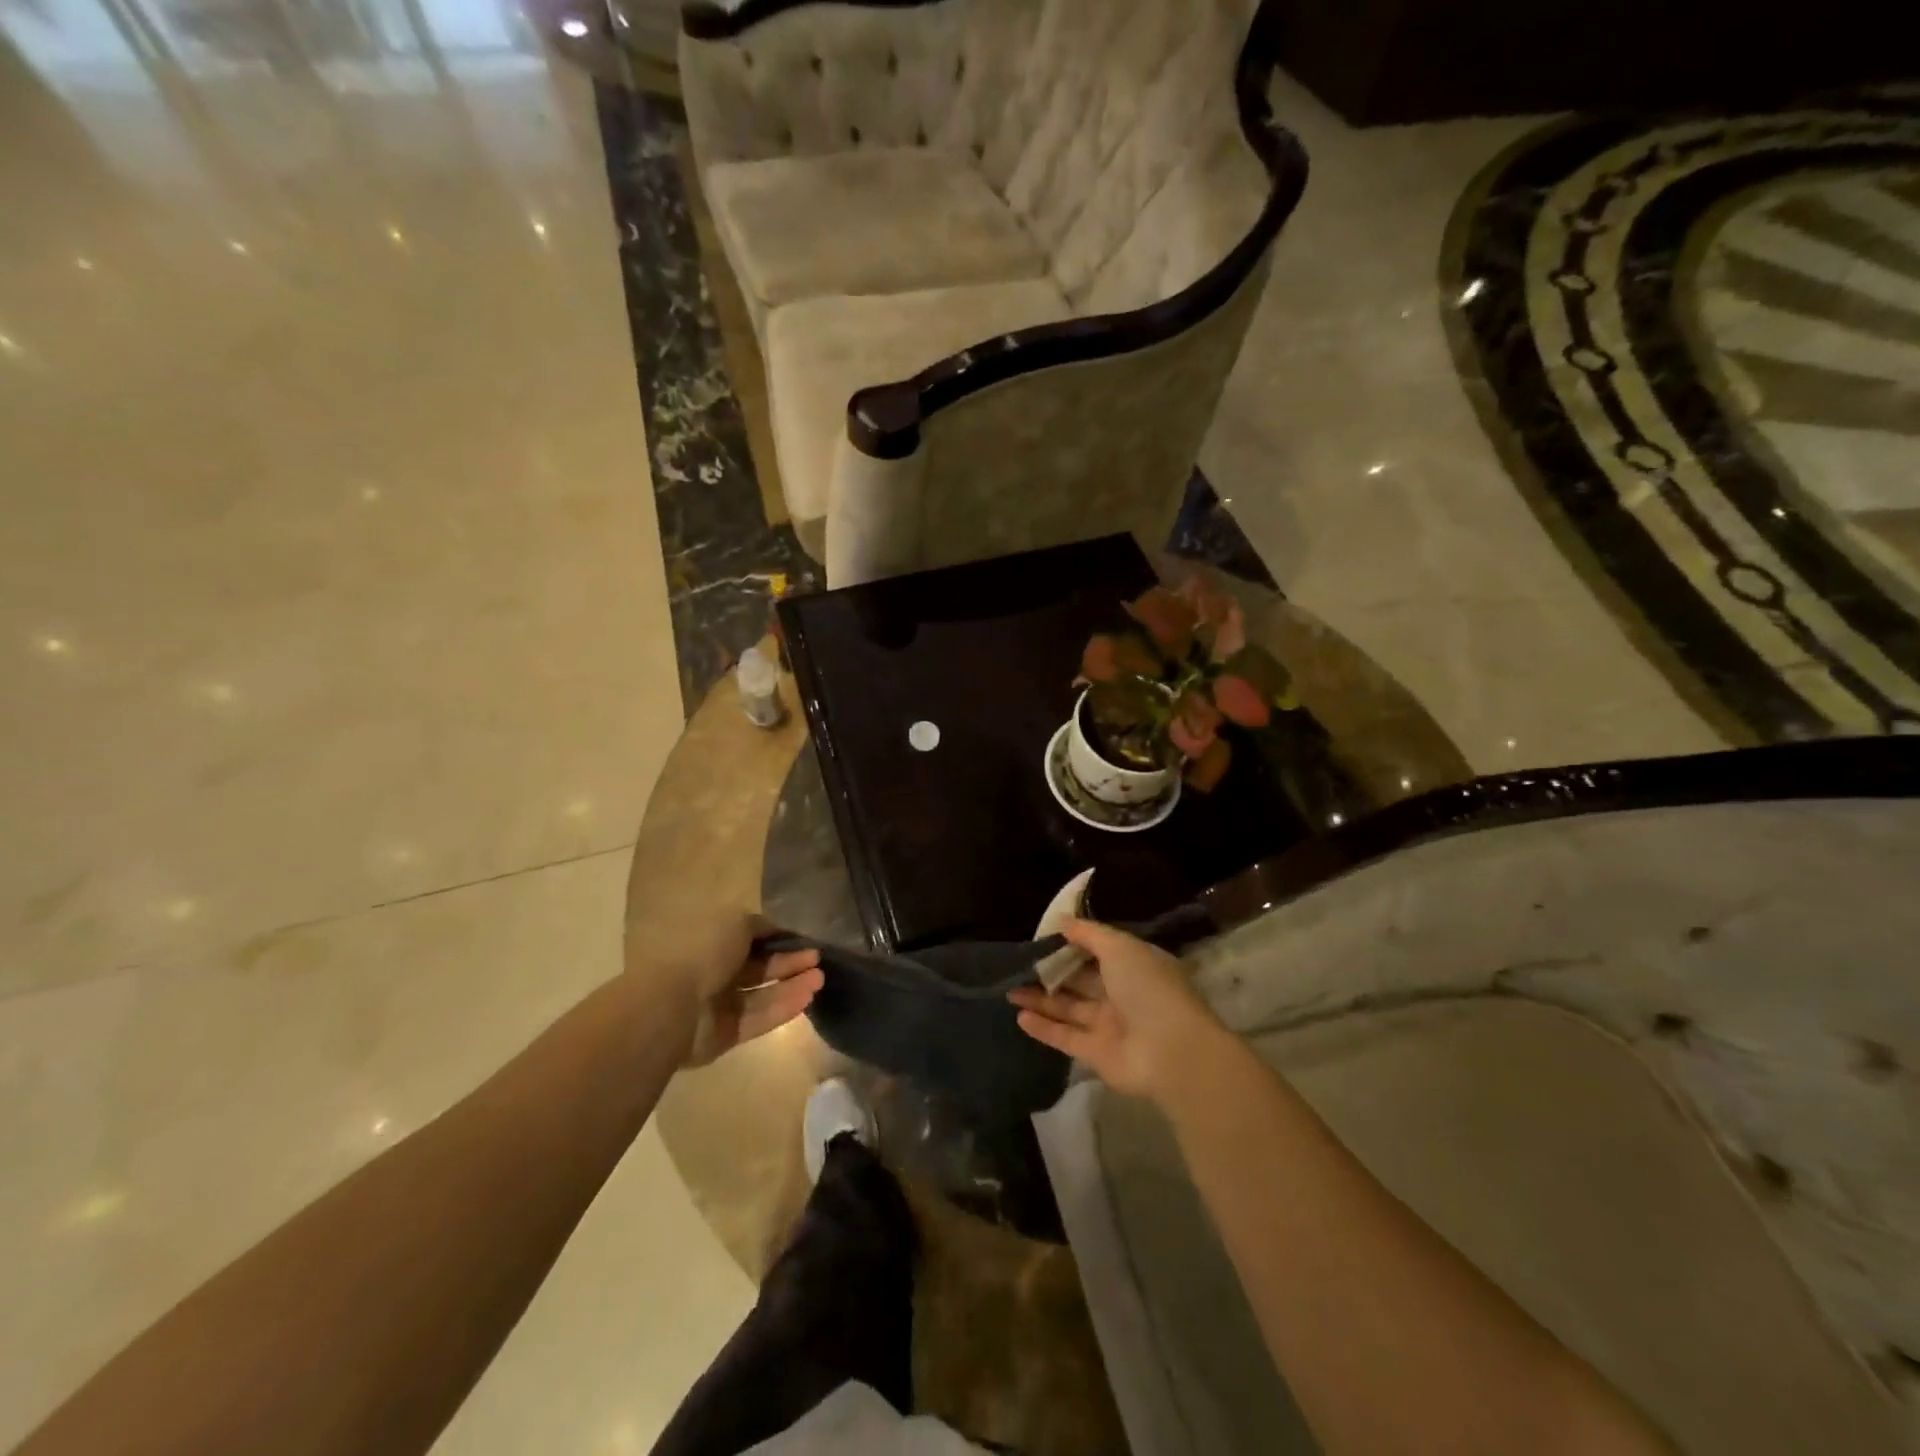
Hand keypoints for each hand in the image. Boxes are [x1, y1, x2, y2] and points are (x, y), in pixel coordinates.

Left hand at [646, 911, 823, 1067]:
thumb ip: (759, 927)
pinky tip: (807, 998)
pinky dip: (783, 1008)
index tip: (803, 938)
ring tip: (820, 978)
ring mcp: (718, 1005)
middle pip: (758, 967)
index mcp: (710, 942)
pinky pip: (758, 1018)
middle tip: (816, 958)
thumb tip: (775, 931)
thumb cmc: (703, 952)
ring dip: (792, 985)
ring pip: (762, 993)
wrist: (670, 1006)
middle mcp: (713, 972)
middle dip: (789, 961)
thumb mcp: (735, 923)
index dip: (777, 937)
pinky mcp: (726, 1034)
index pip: (748, 939)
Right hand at [1008, 917, 1226, 1099]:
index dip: (1073, 943)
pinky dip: (1043, 1027)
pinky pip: (1065, 1037)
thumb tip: (1061, 920)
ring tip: (1009, 990)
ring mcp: (1110, 1025)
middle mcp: (1123, 994)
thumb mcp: (1120, 948)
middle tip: (1019, 963)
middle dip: (1052, 971)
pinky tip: (1019, 1016)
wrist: (1171, 1052)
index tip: (1043, 937)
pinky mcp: (1097, 1054)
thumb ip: (1089, 934)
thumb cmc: (1148, 988)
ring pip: (1069, 1008)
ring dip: (1041, 999)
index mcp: (1135, 965)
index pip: (1100, 950)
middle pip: (1081, 980)